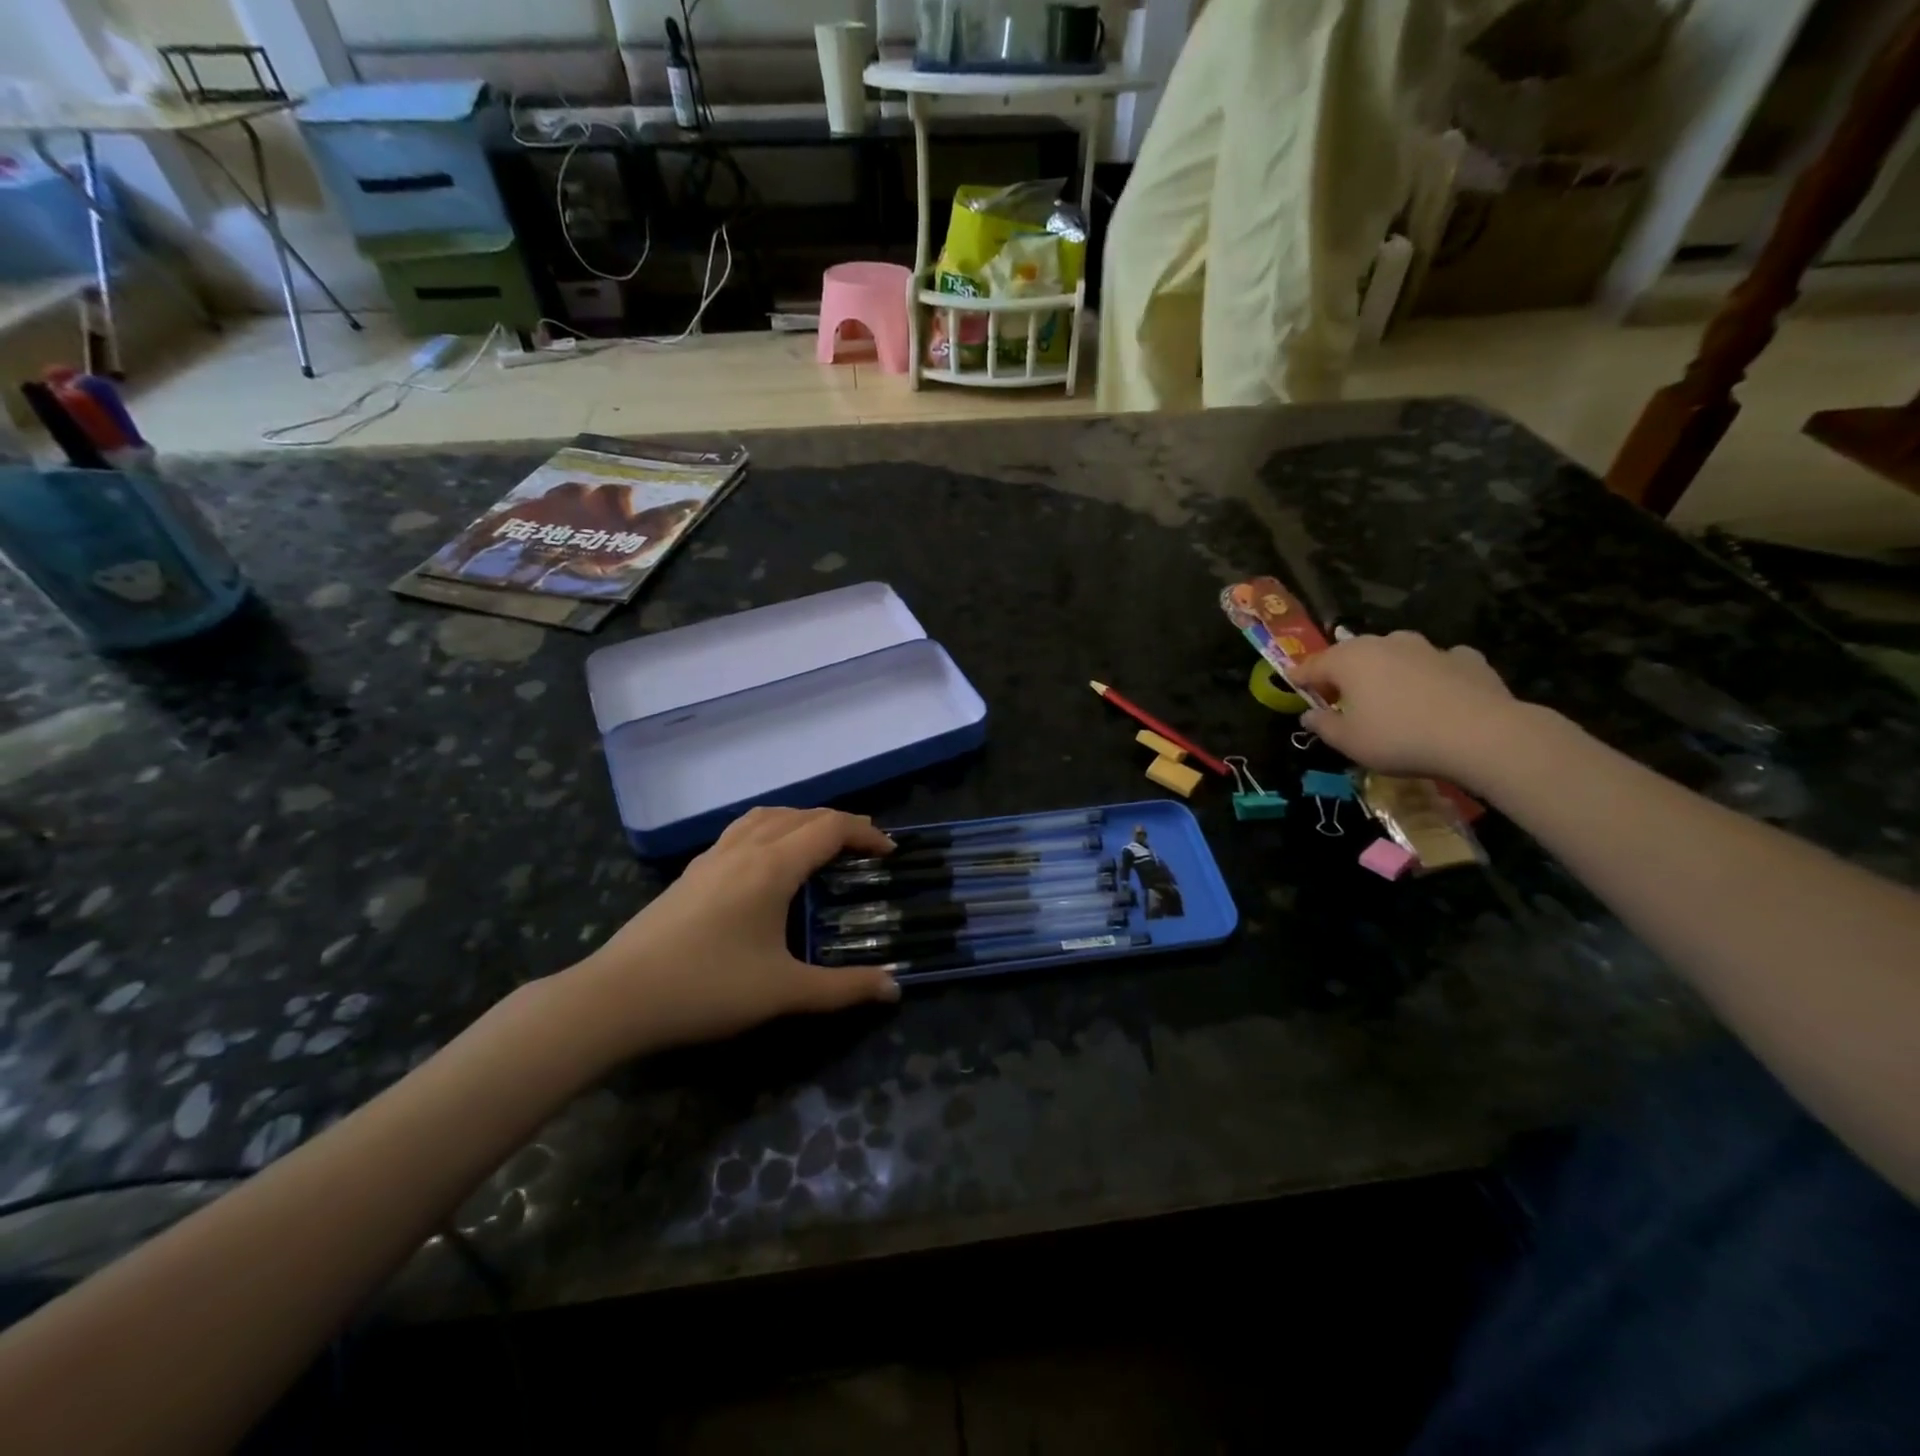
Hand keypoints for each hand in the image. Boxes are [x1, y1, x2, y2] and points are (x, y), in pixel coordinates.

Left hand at [559, 808, 901, 1061]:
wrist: (617, 997)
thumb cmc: (707, 988)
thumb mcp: (784, 991)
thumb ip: (844, 988)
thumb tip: (895, 987)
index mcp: (772, 866)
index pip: (830, 828)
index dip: (866, 832)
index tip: (890, 852)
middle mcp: (745, 849)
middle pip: (802, 815)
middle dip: (840, 824)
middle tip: (865, 849)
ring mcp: (713, 857)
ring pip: (767, 816)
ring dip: (802, 820)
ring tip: (820, 844)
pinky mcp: (692, 872)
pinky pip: (742, 830)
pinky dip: (771, 829)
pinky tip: (767, 861)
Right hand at [1291, 632, 1524, 786]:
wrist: (1481, 735)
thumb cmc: (1399, 737)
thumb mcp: (1348, 742)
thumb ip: (1323, 725)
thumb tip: (1309, 715)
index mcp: (1349, 660)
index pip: (1312, 665)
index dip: (1299, 678)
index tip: (1293, 687)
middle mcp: (1385, 644)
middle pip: (1353, 655)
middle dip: (1343, 672)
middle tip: (1340, 695)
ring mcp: (1428, 648)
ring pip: (1396, 654)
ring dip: (1387, 670)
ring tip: (1389, 693)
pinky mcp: (1467, 659)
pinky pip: (1438, 663)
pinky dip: (1431, 674)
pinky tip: (1437, 693)